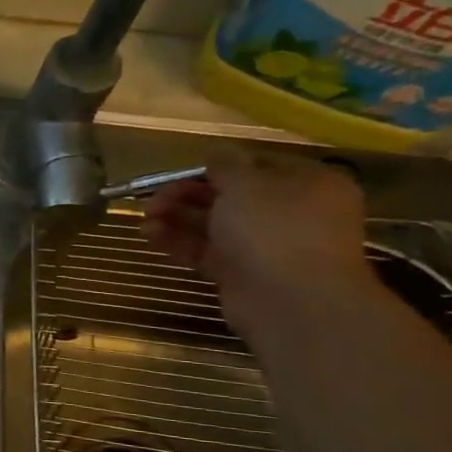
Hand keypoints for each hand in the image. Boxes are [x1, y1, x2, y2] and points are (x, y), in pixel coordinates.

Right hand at [142, 152, 379, 339]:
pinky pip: (206, 251)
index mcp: (307, 184)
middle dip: (187, 195)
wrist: (290, 300)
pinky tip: (149, 236)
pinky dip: (179, 243)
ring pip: (214, 225)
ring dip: (177, 219)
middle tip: (153, 199)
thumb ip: (225, 165)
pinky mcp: (242, 273)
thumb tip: (216, 151)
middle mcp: (290, 213)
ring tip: (144, 219)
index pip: (257, 167)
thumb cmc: (274, 229)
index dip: (216, 167)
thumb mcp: (246, 184)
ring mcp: (266, 246)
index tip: (180, 172)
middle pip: (230, 197)